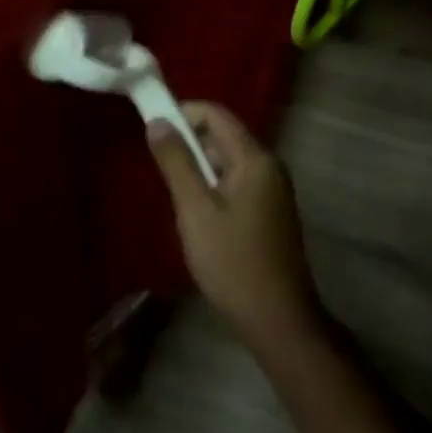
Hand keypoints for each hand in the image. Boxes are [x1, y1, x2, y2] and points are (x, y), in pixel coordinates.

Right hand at [147, 102, 320, 346]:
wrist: (278, 320)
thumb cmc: (232, 261)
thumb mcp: (194, 209)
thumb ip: (175, 161)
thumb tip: (158, 121)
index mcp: (255, 159)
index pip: (216, 114)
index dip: (183, 113)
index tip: (153, 131)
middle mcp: (269, 166)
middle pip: (223, 135)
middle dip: (190, 144)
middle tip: (164, 173)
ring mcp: (274, 189)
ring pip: (228, 160)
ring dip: (200, 168)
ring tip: (180, 200)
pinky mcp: (272, 210)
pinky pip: (237, 181)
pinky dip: (214, 187)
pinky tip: (201, 218)